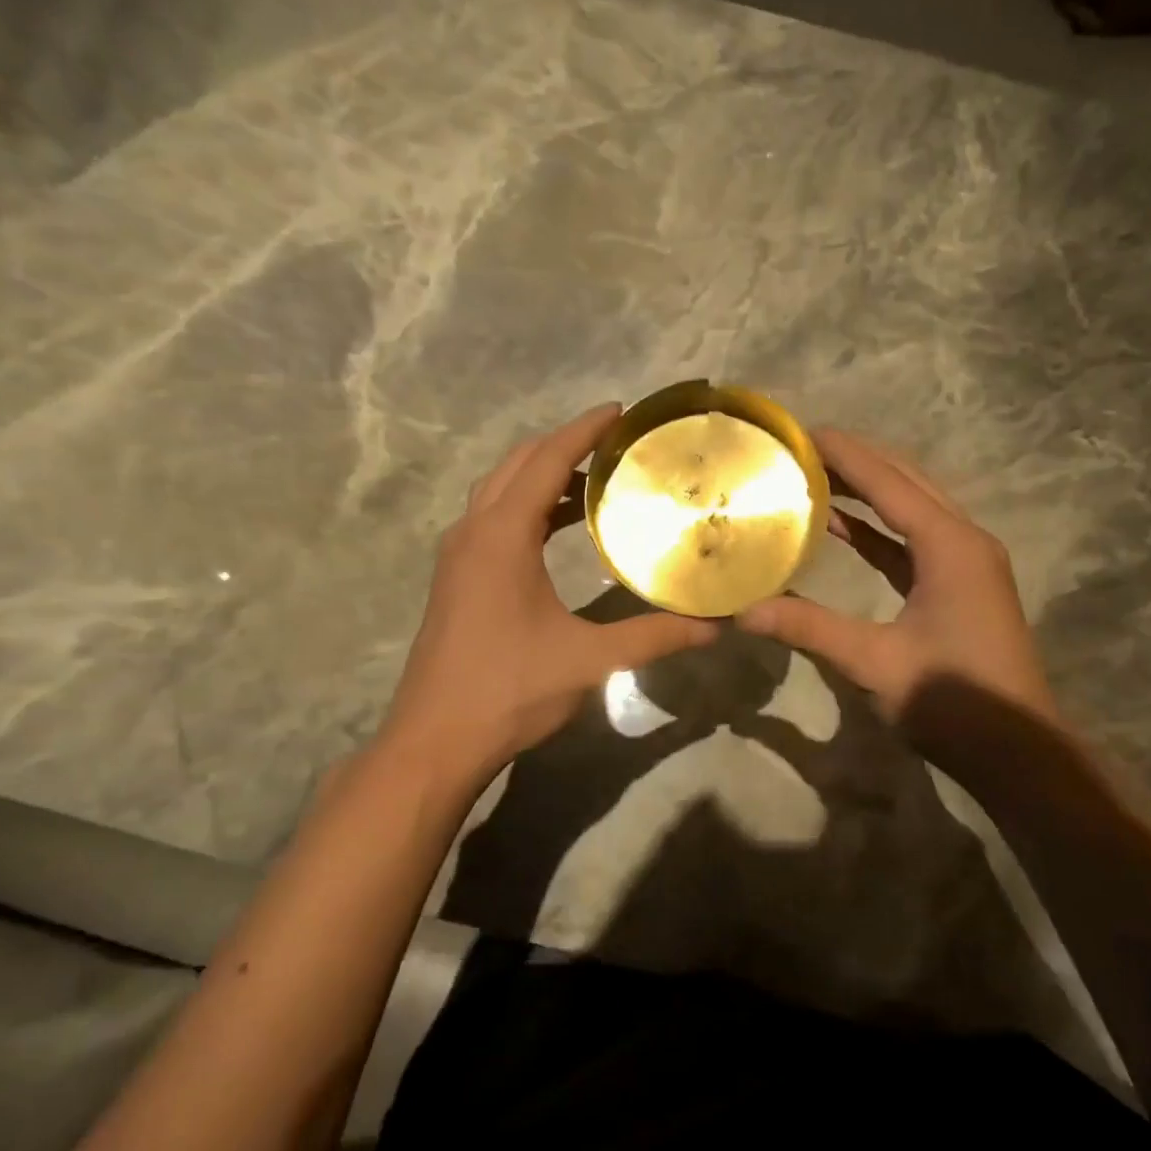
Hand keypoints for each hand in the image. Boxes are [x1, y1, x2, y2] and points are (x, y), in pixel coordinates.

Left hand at [380, 404, 717, 783]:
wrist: (435, 740)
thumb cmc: (510, 690)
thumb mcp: (590, 660)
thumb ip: (654, 637)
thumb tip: (715, 626)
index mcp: (501, 536)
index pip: (546, 460)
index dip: (583, 430)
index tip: (620, 411)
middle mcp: (473, 532)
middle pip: (517, 465)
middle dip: (564, 445)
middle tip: (615, 443)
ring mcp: (457, 556)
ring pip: (499, 491)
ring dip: (541, 475)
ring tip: (594, 478)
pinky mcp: (455, 579)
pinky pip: (492, 519)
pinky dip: (526, 506)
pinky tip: (557, 528)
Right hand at [737, 427, 1054, 735]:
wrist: (1017, 753)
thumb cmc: (952, 701)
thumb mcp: (874, 663)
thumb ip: (809, 629)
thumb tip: (743, 611)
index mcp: (950, 545)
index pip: (889, 482)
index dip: (844, 454)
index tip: (800, 432)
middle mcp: (963, 540)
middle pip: (906, 482)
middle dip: (856, 461)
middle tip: (801, 449)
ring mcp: (966, 563)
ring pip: (911, 509)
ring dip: (867, 491)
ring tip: (813, 476)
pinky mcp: (959, 586)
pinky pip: (912, 542)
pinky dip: (877, 530)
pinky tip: (841, 527)